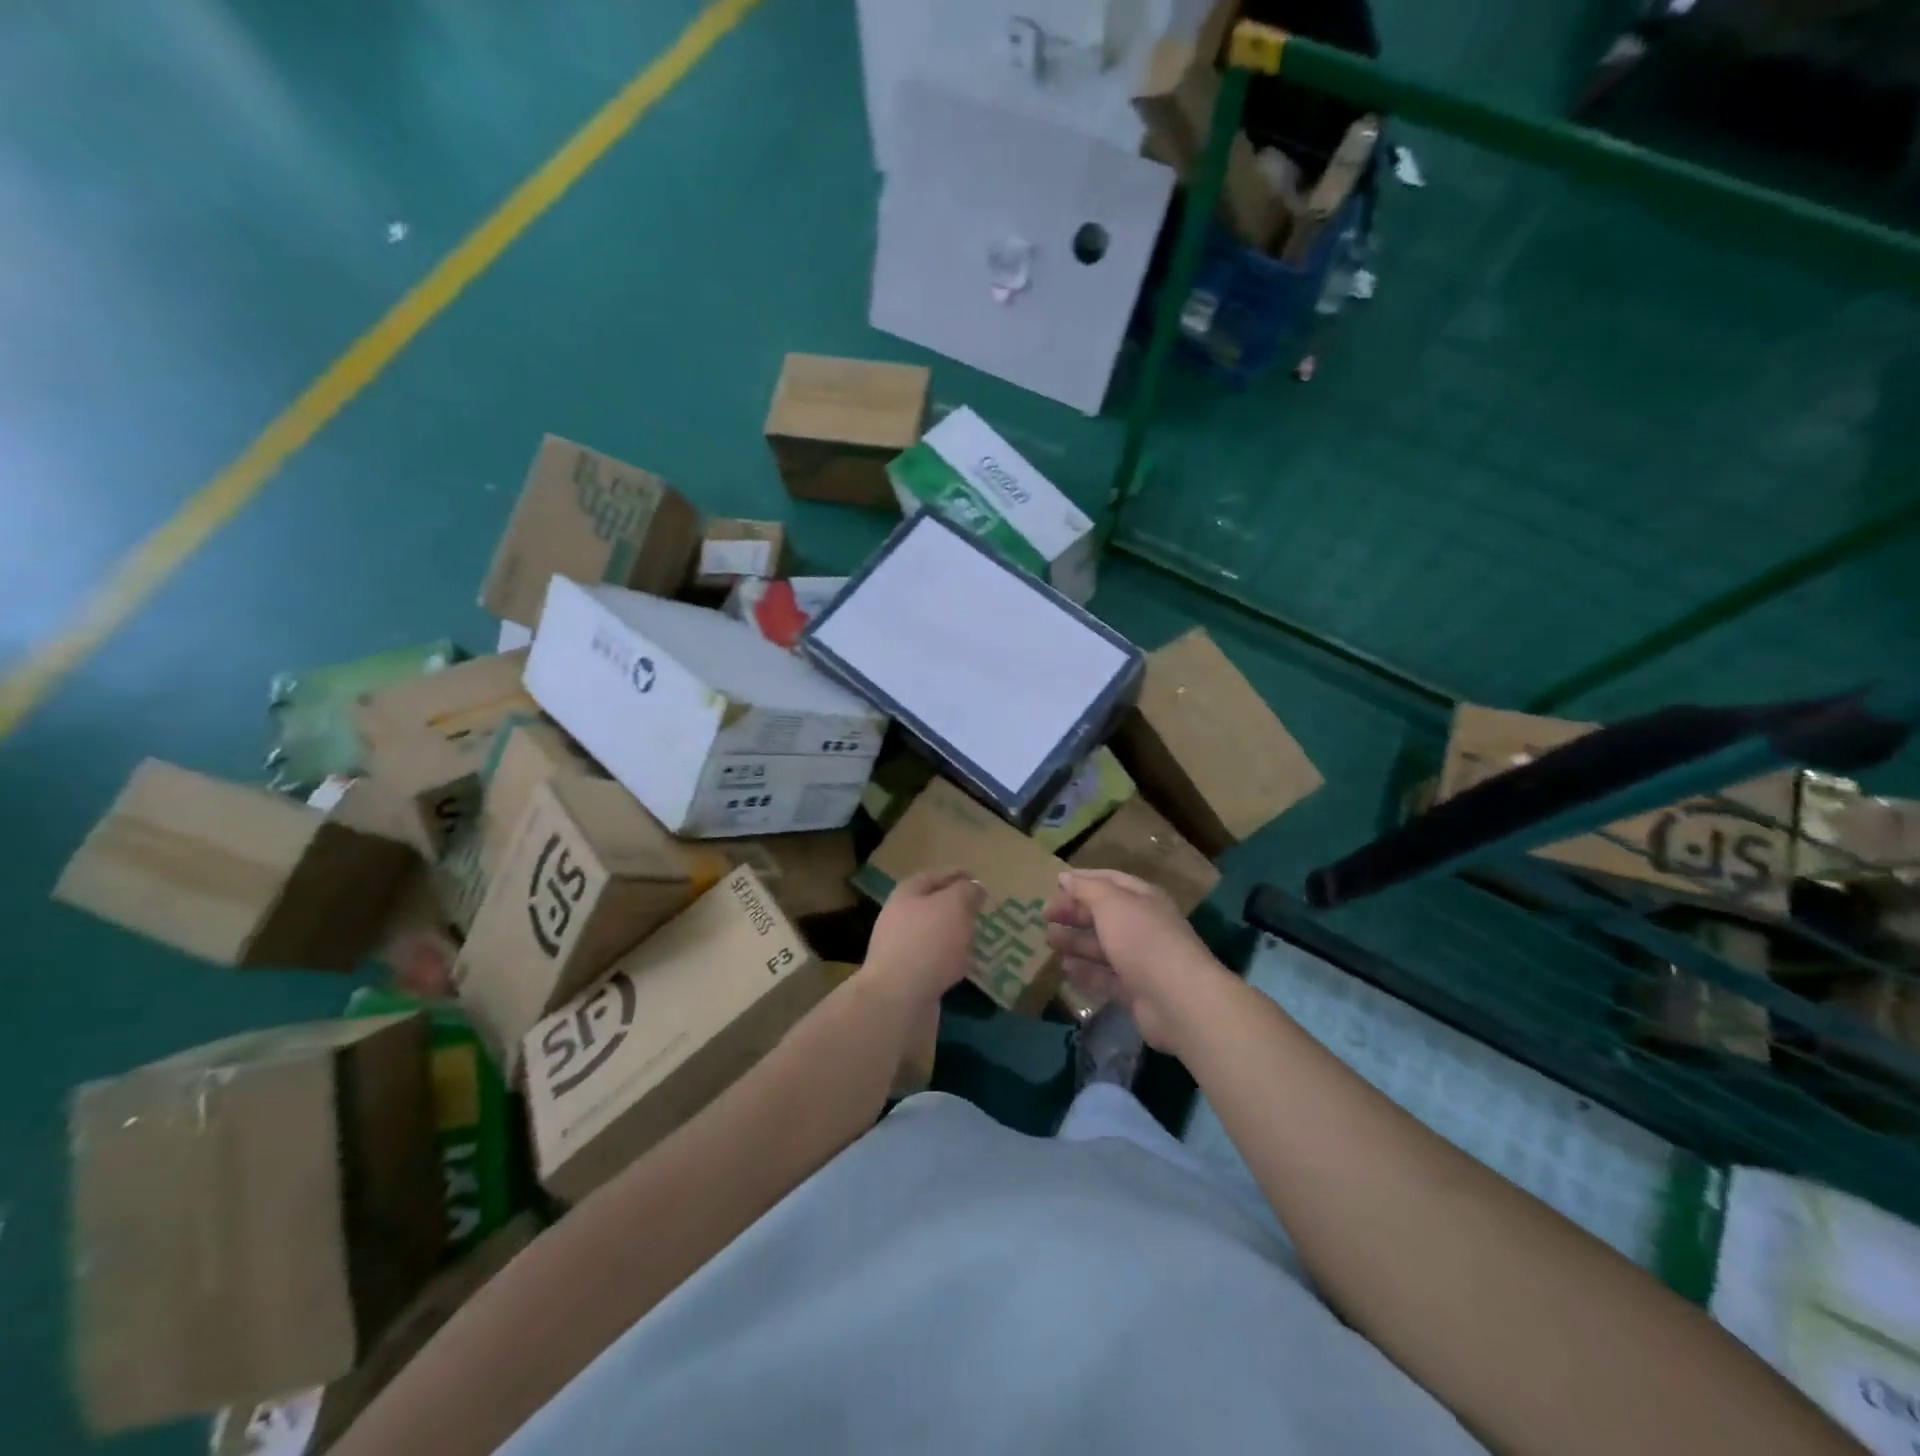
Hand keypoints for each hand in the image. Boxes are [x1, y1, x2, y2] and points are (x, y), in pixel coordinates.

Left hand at [859, 868, 983, 1017]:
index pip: (933, 876)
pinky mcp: (907, 978)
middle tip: (980, 910)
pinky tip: (966, 967)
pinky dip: (950, 961)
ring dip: (954, 936)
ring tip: (977, 938)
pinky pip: (934, 962)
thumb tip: (973, 888)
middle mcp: (899, 918)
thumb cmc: (928, 942)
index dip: (955, 874)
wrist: (897, 999)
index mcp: (907, 894)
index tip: (976, 879)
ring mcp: (901, 950)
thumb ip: (966, 892)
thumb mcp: (954, 906)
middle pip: (931, 906)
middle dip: (955, 907)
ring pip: (933, 935)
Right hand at [1045, 869, 1230, 1052]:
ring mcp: (1140, 960)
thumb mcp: (1111, 903)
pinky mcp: (1135, 991)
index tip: (1054, 884)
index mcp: (1143, 898)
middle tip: (1045, 916)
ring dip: (1076, 942)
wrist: (1178, 1000)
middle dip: (1074, 912)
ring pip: (1102, 946)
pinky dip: (1085, 971)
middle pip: (1104, 914)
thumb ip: (1087, 889)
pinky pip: (1105, 976)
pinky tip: (1065, 968)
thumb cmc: (1143, 939)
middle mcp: (1143, 926)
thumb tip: (1066, 877)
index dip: (1083, 880)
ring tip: (1049, 941)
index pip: (1110, 881)